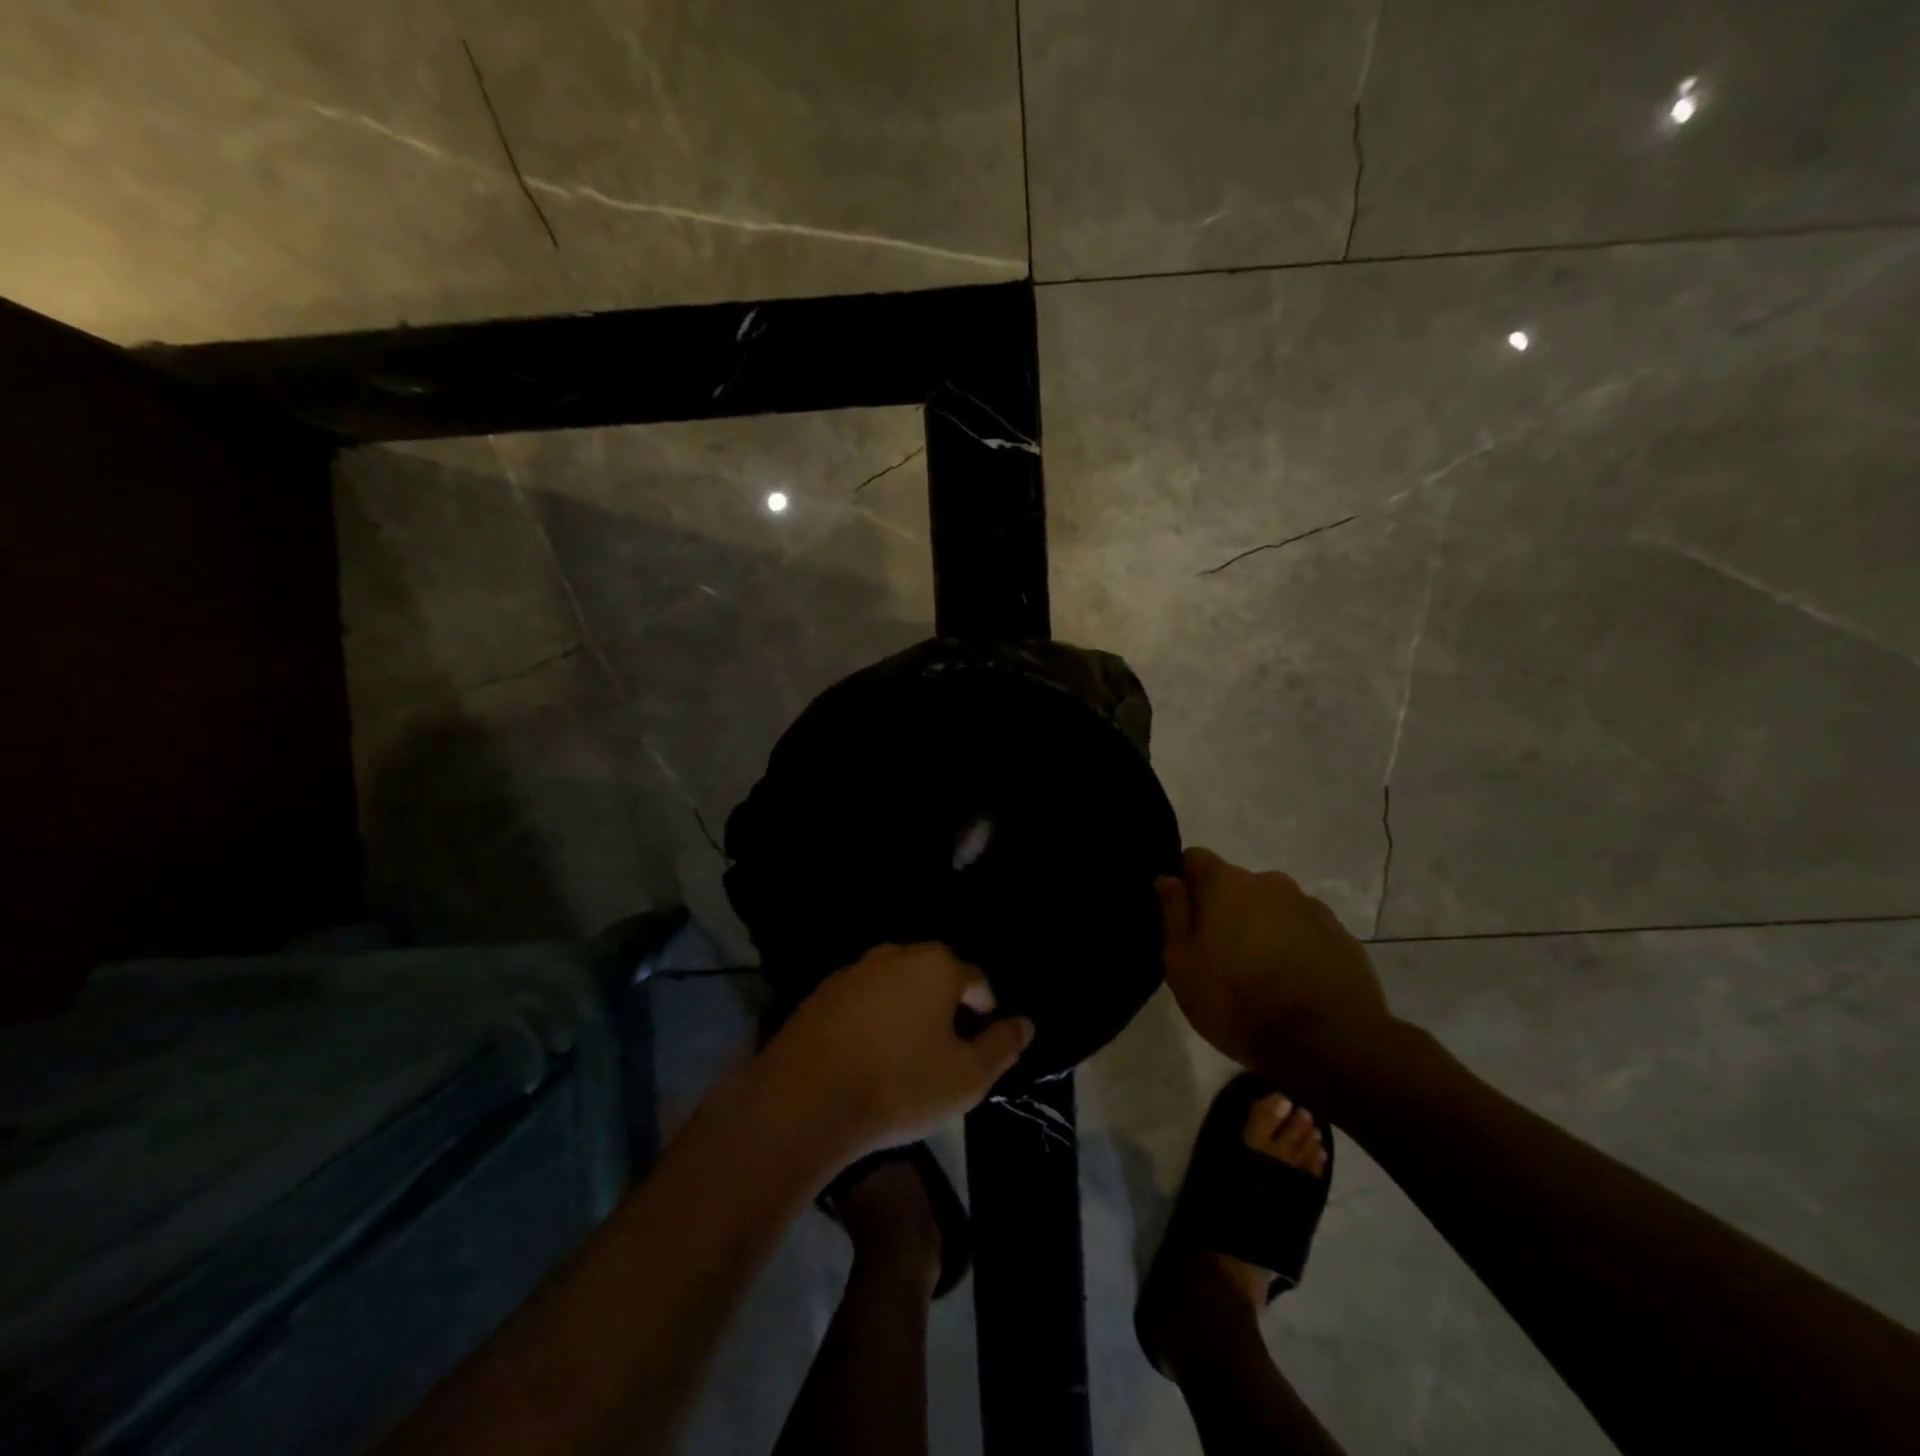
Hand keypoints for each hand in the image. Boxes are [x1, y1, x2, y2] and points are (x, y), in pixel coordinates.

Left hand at [756, 943, 1034, 1161]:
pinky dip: (874, 1016)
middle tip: (947, 1047)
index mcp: (937, 965)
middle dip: (946, 1004)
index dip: (985, 1010)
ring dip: (908, 1009)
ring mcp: (855, 969)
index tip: (981, 1043)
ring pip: (897, 984)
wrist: (806, 1100)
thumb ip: (1002, 1046)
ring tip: (907, 1051)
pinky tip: (869, 1052)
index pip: (976, 979)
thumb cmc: (900, 1086)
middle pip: (935, 975)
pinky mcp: (823, 991)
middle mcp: (896, 954)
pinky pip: (864, 998)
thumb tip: (1025, 1023)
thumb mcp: (967, 1078)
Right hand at [1157, 847, 1394, 1072]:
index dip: (1185, 883)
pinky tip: (1294, 983)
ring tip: (1261, 973)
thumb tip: (1168, 879)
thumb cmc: (1237, 1003)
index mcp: (1226, 883)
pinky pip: (1305, 930)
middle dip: (1226, 909)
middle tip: (1220, 955)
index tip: (1184, 917)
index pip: (1195, 859)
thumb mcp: (1182, 965)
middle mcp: (1270, 882)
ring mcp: (1311, 907)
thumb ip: (1173, 915)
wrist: (1328, 1045)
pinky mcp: (1341, 935)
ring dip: (1262, 927)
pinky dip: (1295, 946)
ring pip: (1273, 907)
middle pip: (1236, 885)